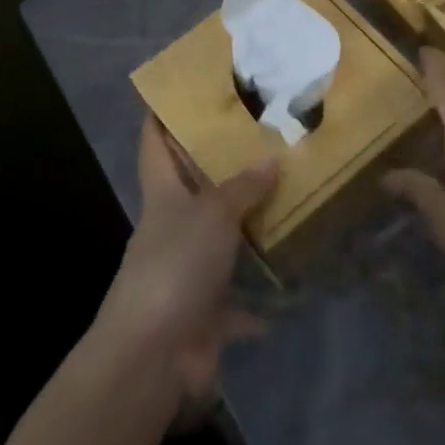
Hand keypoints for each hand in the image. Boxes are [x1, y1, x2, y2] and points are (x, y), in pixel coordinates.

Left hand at [93, 117, 277, 410]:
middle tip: (262, 139)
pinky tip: (291, 284)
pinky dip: (259, 299)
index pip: (155, 144)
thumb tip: (271, 157)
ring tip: (287, 200)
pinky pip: (237, 299)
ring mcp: (186, 271)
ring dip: (246, 228)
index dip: (162, 115)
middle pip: (193, 188)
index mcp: (163, 195)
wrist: (152, 354)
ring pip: (220, 240)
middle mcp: (172, 227)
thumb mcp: (213, 214)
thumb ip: (243, 187)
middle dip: (221, 168)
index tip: (181, 90)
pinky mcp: (203, 311)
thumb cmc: (176, 265)